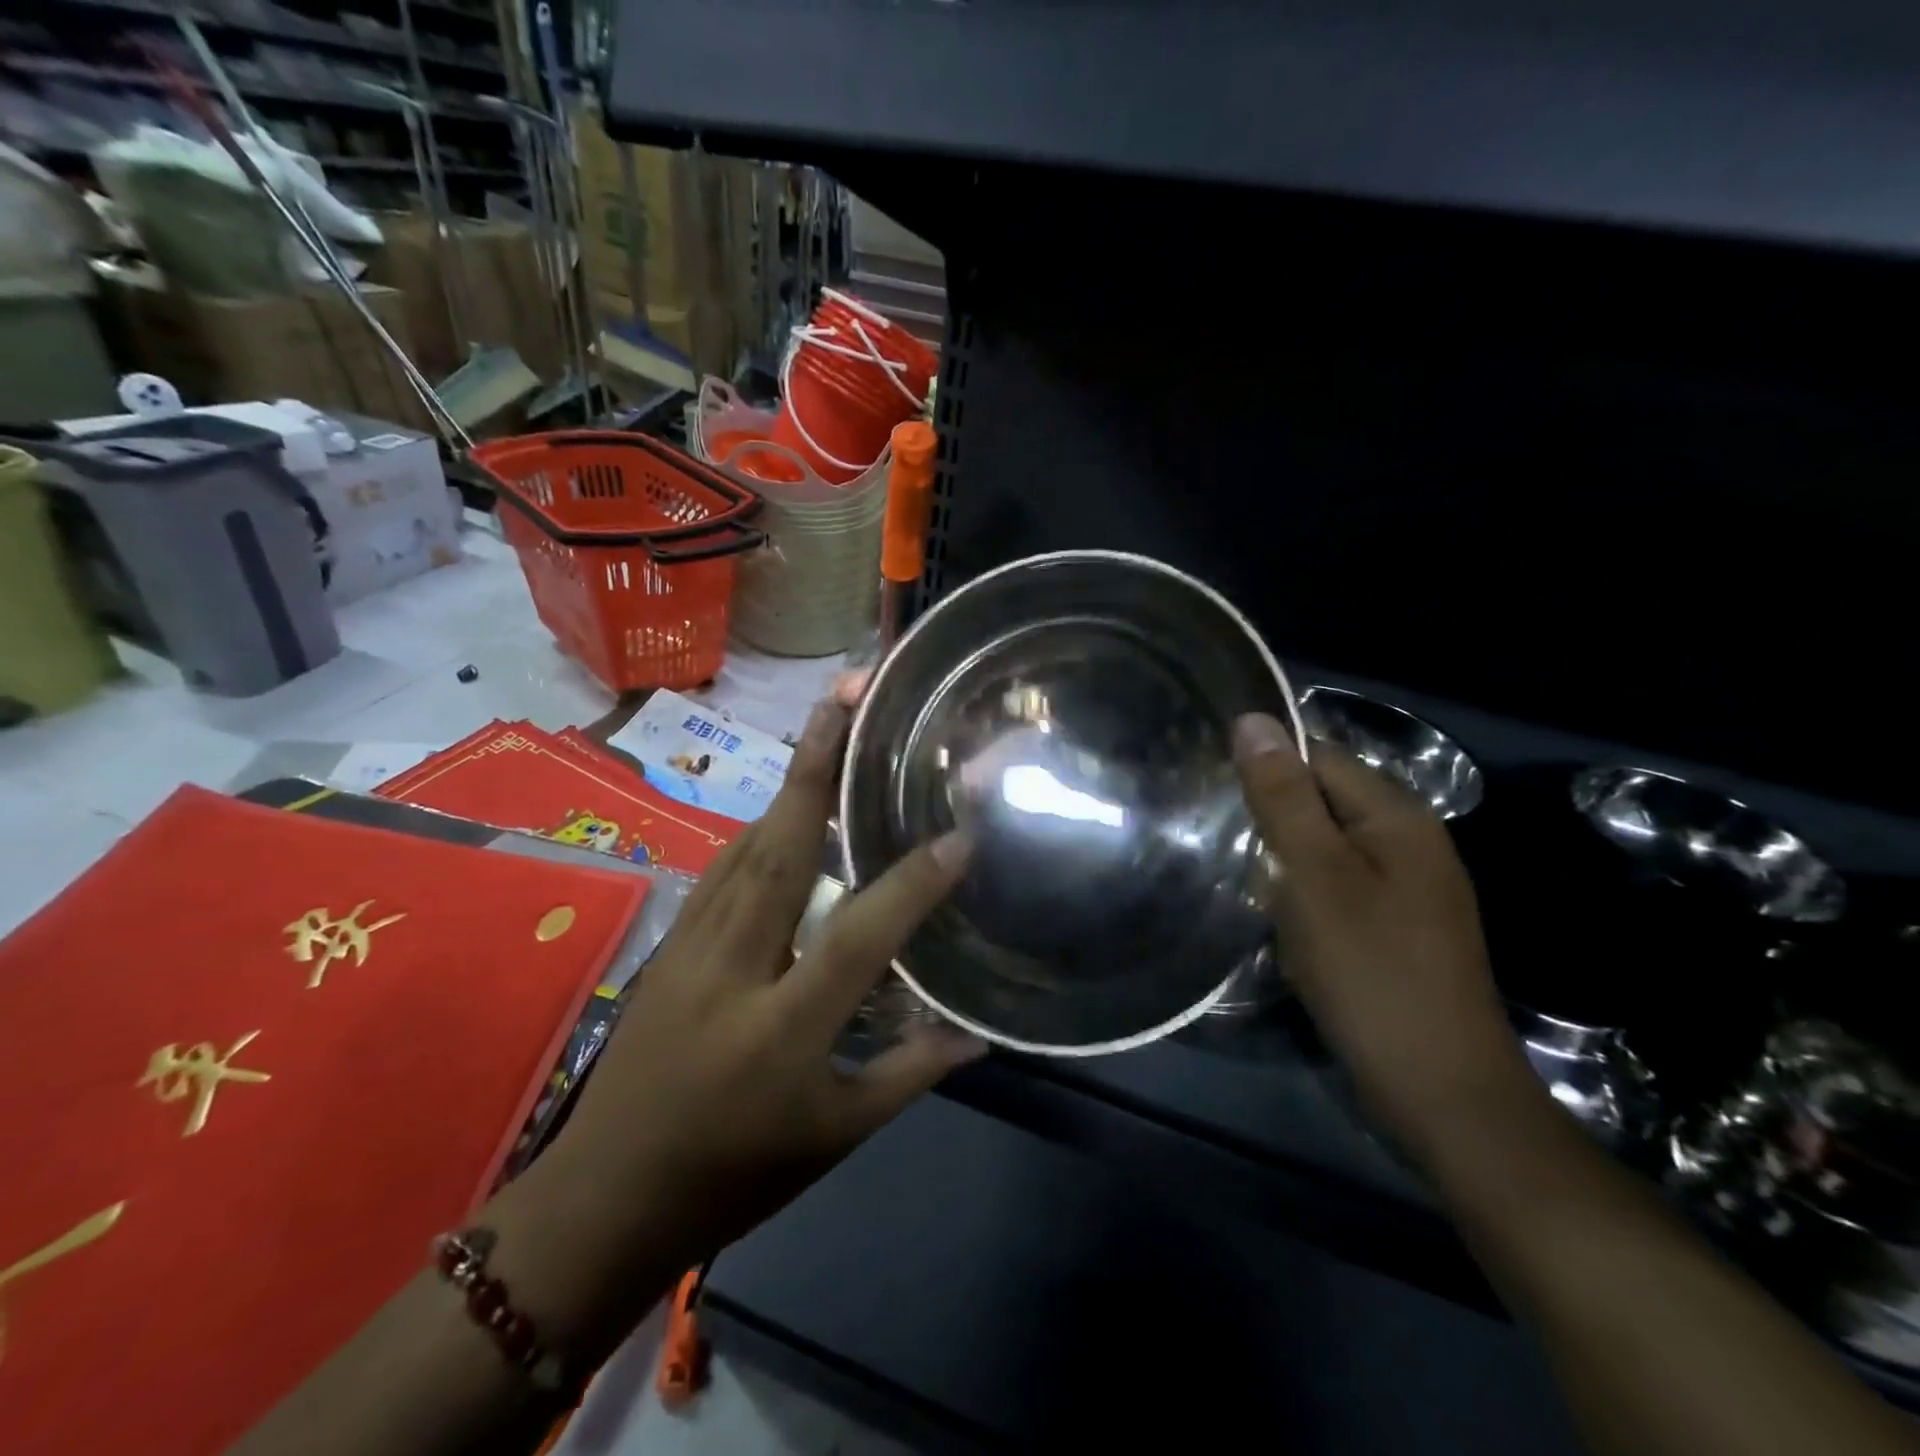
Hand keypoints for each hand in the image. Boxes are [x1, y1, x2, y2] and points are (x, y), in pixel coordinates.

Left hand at [542, 698, 983, 1281]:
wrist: (601, 1200)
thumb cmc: (730, 1176)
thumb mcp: (834, 1137)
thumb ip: (911, 1074)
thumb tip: (978, 1034)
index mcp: (782, 1025)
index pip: (858, 934)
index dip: (912, 885)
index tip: (958, 837)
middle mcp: (734, 965)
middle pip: (778, 847)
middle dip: (816, 764)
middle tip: (847, 696)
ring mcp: (690, 945)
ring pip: (746, 844)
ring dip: (789, 782)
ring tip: (826, 729)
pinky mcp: (669, 942)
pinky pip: (724, 868)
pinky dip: (761, 826)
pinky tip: (785, 809)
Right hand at [1231, 713, 1534, 1159]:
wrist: (1438, 1089)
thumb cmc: (1369, 970)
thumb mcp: (1314, 875)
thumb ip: (1283, 796)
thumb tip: (1253, 719)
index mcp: (1397, 816)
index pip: (1318, 756)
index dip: (1265, 765)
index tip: (1210, 783)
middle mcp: (1411, 841)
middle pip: (1324, 799)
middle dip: (1271, 814)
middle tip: (1214, 833)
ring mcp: (1409, 888)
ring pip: (1326, 846)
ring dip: (1282, 856)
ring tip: (1235, 872)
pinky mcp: (1397, 928)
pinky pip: (1337, 885)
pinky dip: (1302, 892)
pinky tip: (1276, 916)